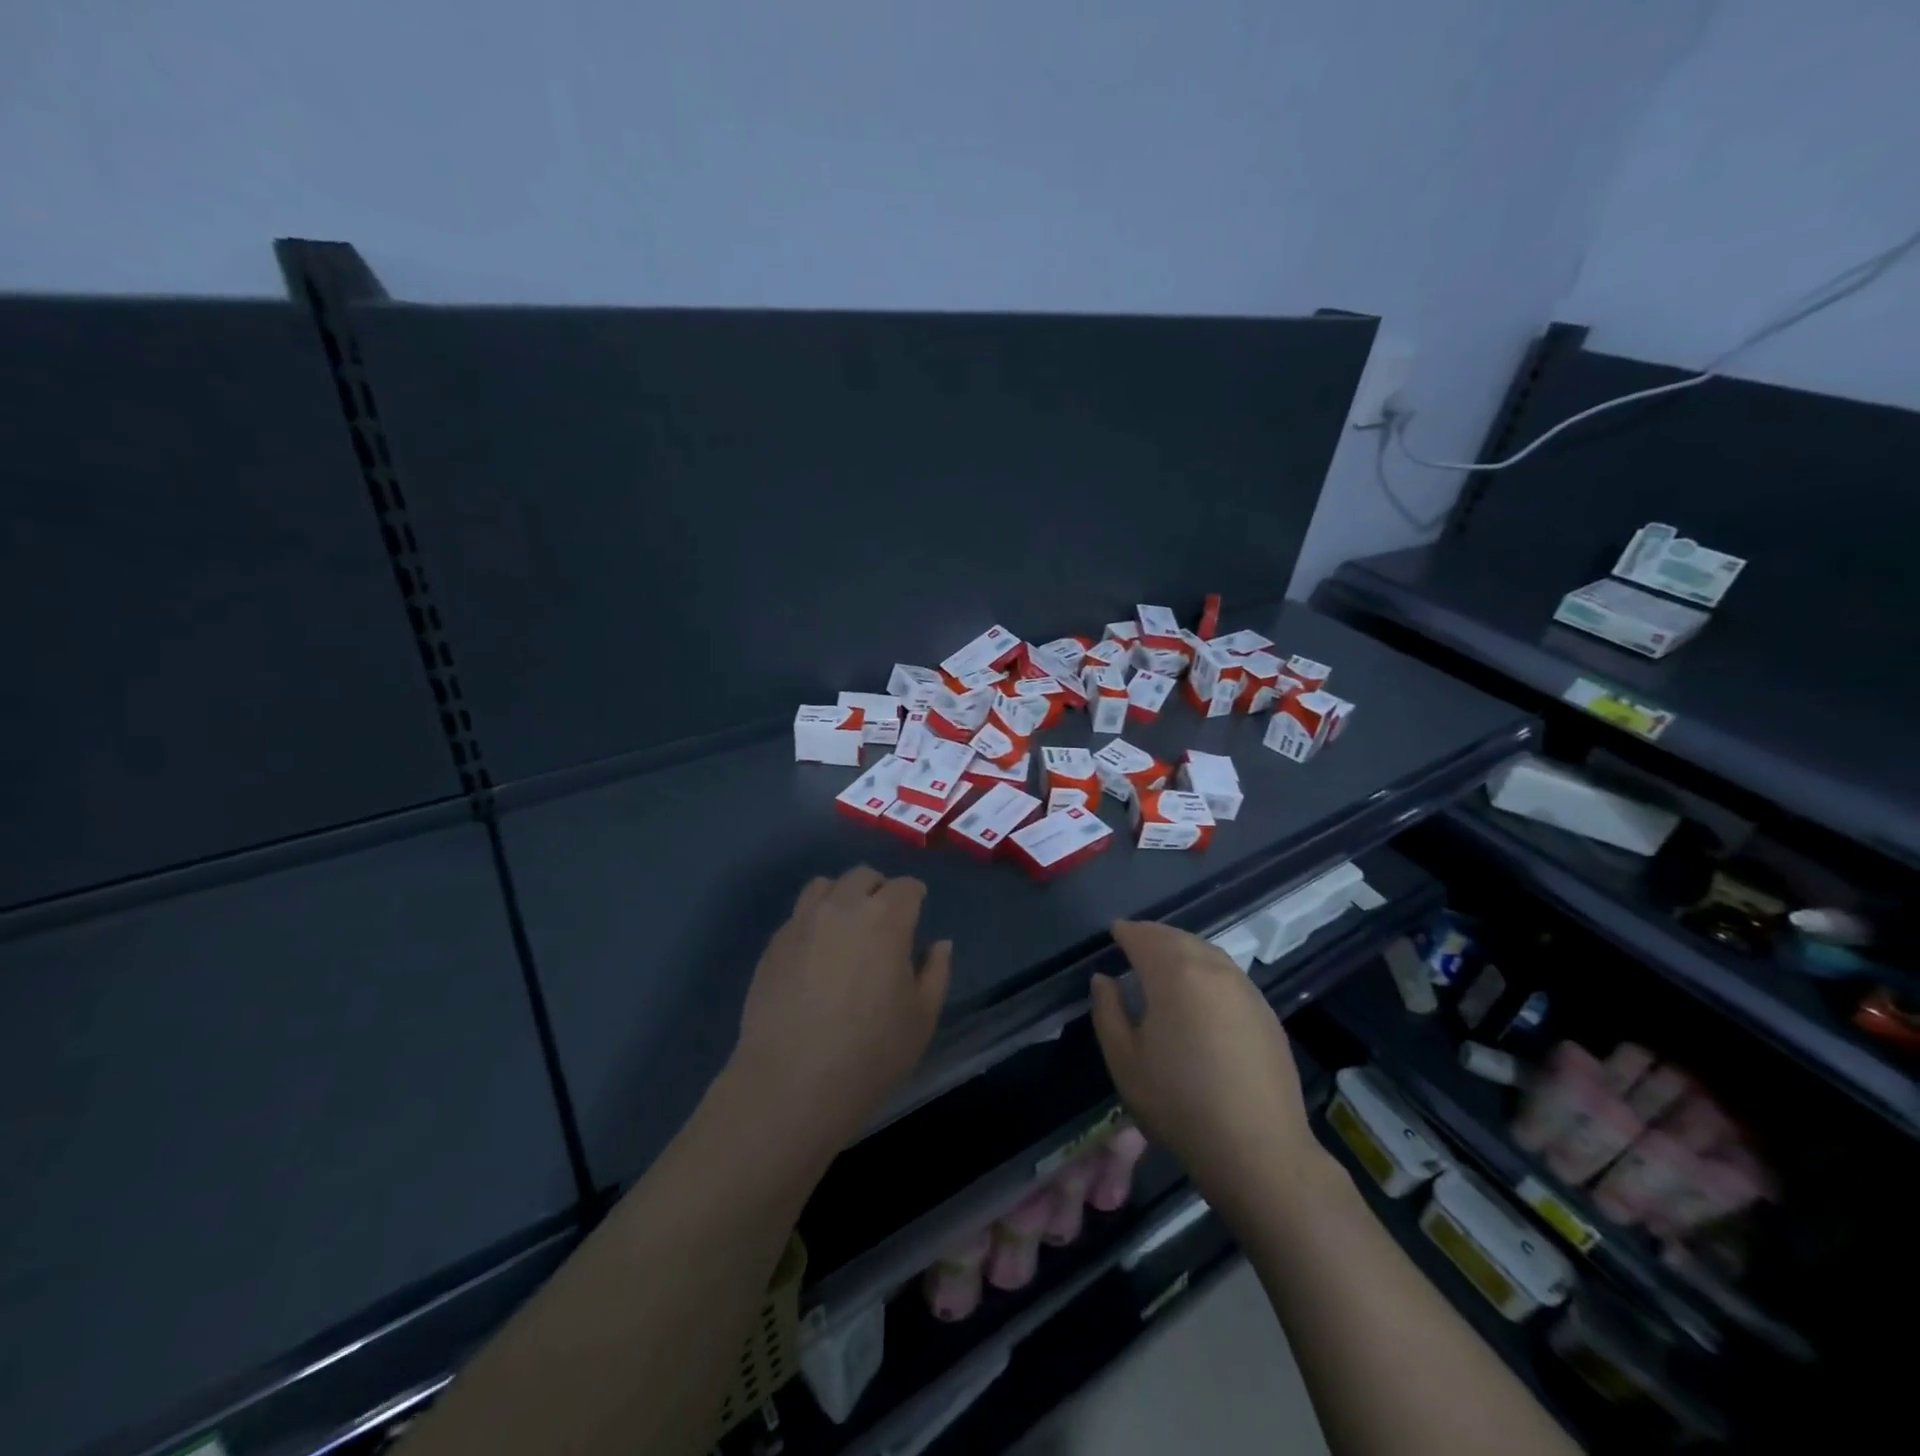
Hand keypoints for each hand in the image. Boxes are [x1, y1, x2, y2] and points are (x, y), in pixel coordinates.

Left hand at [730, 867, 951, 1157]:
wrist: (791, 1085)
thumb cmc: (870, 1054)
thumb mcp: (922, 1018)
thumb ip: (936, 972)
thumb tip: (939, 944)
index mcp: (886, 919)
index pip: (906, 887)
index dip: (915, 898)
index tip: (917, 915)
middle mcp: (842, 907)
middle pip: (864, 877)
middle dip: (880, 890)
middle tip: (884, 922)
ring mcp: (802, 922)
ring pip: (825, 885)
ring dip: (842, 897)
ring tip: (846, 929)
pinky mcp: (774, 944)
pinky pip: (798, 914)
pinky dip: (814, 921)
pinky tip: (816, 955)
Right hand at [1090, 920, 1324, 1216]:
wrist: (1258, 1149)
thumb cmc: (1179, 1103)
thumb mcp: (1124, 1061)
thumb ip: (1108, 1011)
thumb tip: (1104, 979)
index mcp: (1174, 974)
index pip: (1144, 937)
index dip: (1126, 932)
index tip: (1114, 933)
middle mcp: (1212, 969)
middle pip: (1177, 938)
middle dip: (1153, 935)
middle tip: (1135, 942)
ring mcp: (1245, 988)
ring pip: (1207, 952)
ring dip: (1182, 949)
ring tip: (1165, 962)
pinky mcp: (1265, 1011)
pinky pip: (1228, 974)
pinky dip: (1206, 968)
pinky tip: (1200, 991)